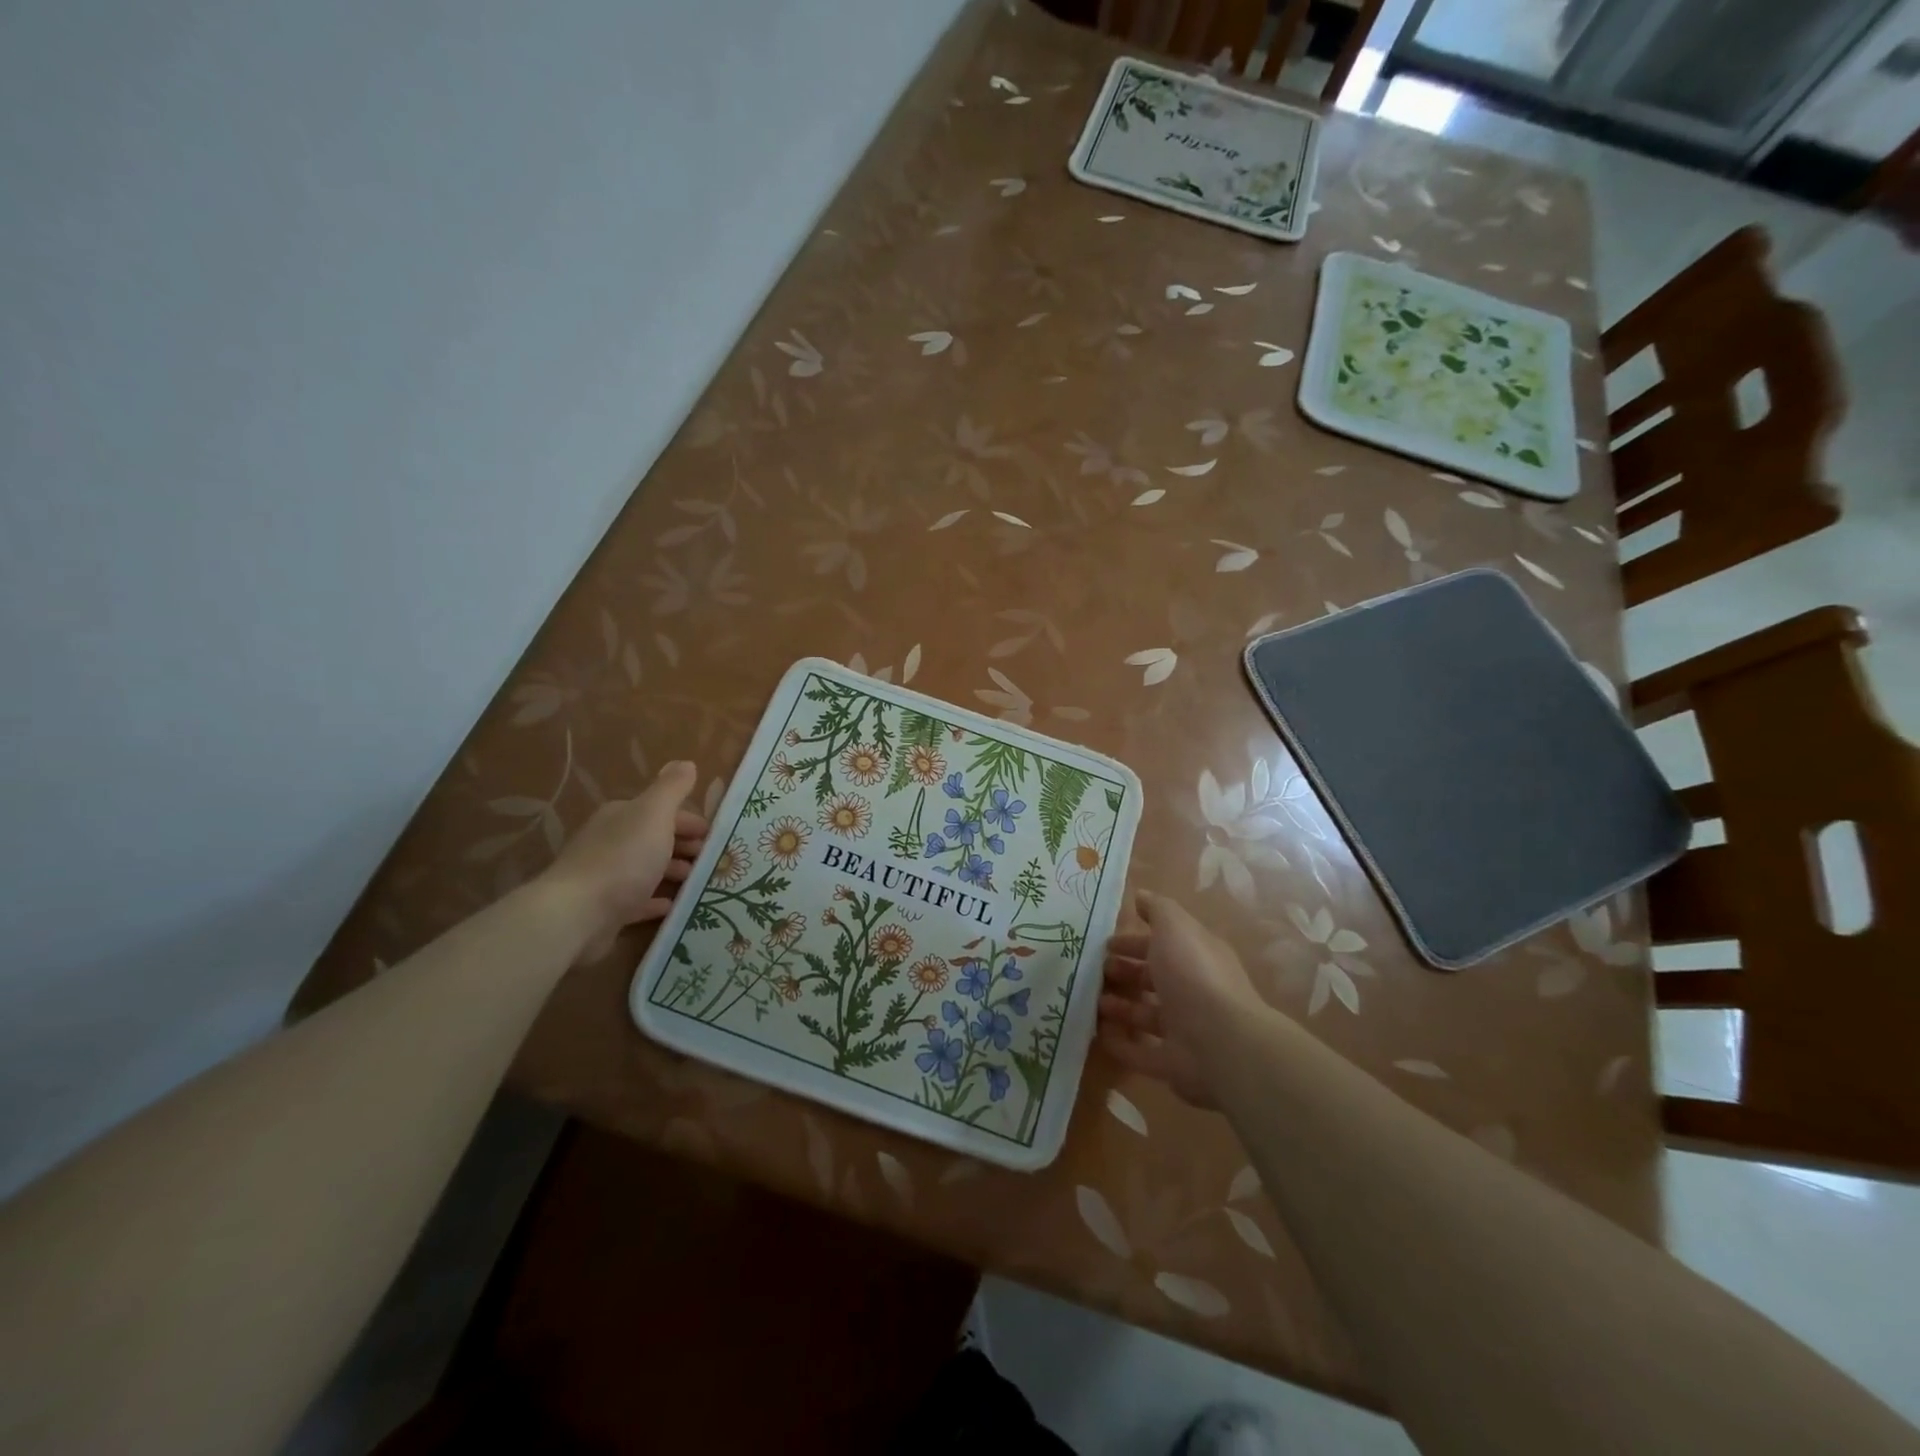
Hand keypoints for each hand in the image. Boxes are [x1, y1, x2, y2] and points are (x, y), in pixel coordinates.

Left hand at [542, 761, 708, 960]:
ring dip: (673, 871)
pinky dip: (656, 900)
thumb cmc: (624, 858)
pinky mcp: (605, 909)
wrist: (578, 914)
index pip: (661, 811)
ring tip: (697, 880)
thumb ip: (672, 788)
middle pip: (654, 838)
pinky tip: (672, 905)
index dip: (689, 820)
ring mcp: (606, 876)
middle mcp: (610, 841)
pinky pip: (637, 900)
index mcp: (622, 816)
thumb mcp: (654, 814)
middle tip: (711, 858)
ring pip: (647, 868)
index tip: (713, 835)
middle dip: (683, 845)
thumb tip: (685, 763)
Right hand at [1098, 890, 1270, 1108]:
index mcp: (1196, 956)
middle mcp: (1192, 990)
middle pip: (1153, 978)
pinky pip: (1141, 1053)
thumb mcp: (1174, 928)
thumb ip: (1157, 909)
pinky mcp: (1173, 1063)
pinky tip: (1097, 1034)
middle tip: (1094, 970)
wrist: (1222, 1043)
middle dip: (1124, 972)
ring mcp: (1184, 1029)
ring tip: (1090, 1001)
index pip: (1162, 943)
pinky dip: (1120, 1044)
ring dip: (1120, 1006)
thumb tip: (1141, 896)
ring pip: (1146, 1014)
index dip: (1134, 940)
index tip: (1104, 941)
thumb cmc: (1194, 975)